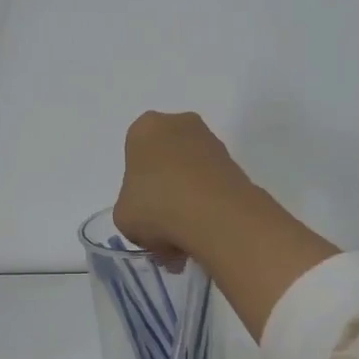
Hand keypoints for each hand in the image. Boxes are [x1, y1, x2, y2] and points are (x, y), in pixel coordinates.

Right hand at [113, 111, 252, 264]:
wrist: (216, 216)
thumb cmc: (157, 207)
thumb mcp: (123, 217)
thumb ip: (131, 209)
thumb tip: (151, 218)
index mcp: (144, 129)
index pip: (134, 155)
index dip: (136, 187)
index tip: (142, 211)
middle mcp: (179, 124)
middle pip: (165, 160)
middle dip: (165, 188)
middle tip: (163, 224)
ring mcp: (211, 141)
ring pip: (191, 172)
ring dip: (188, 198)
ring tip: (185, 235)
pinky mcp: (235, 163)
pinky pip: (212, 184)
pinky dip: (208, 204)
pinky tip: (204, 231)